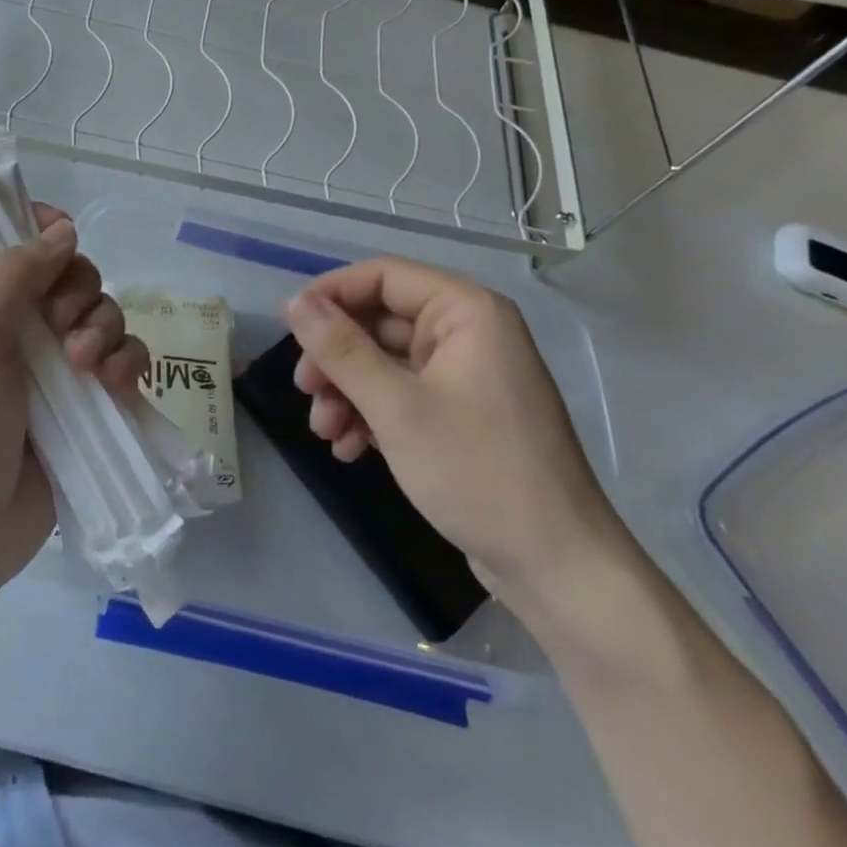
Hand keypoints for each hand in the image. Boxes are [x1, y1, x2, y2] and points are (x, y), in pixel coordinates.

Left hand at [0, 206, 146, 604]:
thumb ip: (13, 276)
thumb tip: (64, 230)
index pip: (13, 245)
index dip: (43, 235)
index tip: (64, 243)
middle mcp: (14, 327)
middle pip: (70, 277)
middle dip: (80, 295)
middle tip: (63, 328)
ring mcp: (51, 366)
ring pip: (101, 316)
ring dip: (105, 331)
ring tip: (88, 370)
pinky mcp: (83, 403)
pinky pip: (121, 362)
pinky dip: (127, 365)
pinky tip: (118, 387)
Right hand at [282, 257, 628, 606]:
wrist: (558, 570)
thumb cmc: (478, 472)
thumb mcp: (397, 408)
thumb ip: (341, 349)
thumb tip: (294, 301)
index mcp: (466, 311)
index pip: (382, 276)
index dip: (331, 295)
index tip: (289, 326)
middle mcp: (467, 332)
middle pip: (378, 321)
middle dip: (336, 357)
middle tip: (305, 390)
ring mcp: (464, 374)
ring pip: (384, 361)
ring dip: (347, 391)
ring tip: (325, 432)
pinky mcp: (461, 413)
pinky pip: (402, 394)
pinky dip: (371, 414)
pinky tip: (349, 449)